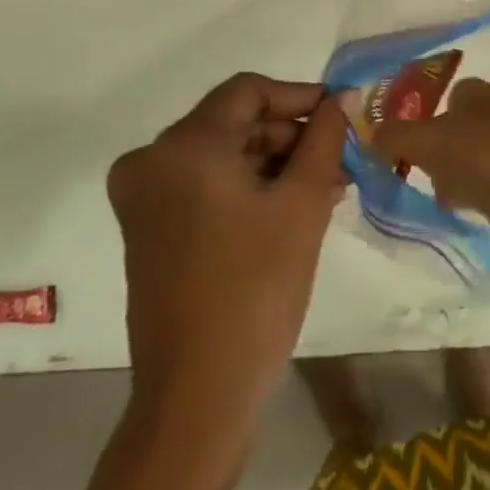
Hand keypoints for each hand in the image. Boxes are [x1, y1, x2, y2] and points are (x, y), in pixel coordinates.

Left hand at [107, 74, 345, 422]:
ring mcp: (145, 198)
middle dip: (292, 136)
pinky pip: (207, 185)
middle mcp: (152, 161)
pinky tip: (295, 206)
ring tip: (330, 185)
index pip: (249, 91)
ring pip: (224, 155)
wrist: (198, 397)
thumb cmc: (255, 289)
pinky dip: (250, 188)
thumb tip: (343, 99)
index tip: (342, 115)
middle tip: (342, 157)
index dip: (300, 97)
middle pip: (235, 122)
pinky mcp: (149, 229)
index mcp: (183, 146)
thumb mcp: (302, 203)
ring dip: (276, 164)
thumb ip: (325, 138)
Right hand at [372, 78, 489, 238]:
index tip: (394, 135)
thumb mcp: (423, 139)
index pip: (437, 93)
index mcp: (472, 91)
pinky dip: (462, 191)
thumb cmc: (477, 153)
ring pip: (457, 156)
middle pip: (445, 127)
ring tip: (430, 185)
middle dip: (427, 147)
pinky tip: (454, 202)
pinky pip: (473, 181)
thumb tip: (368, 134)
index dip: (416, 111)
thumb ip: (392, 135)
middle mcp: (488, 112)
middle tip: (404, 163)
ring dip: (443, 172)